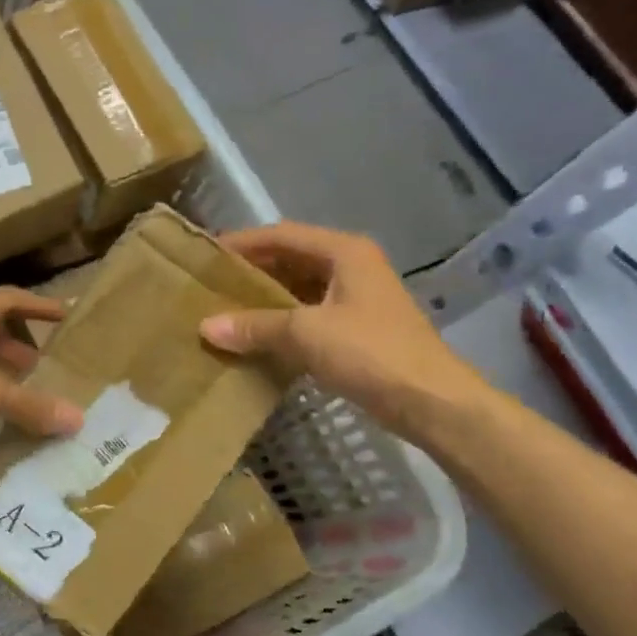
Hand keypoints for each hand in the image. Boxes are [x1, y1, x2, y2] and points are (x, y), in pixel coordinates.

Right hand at [199, 221, 487, 434]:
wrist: (430, 400)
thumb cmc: (370, 353)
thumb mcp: (306, 333)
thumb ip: (255, 326)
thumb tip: (206, 326)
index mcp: (344, 252)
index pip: (282, 235)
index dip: (243, 243)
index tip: (207, 255)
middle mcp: (352, 267)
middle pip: (291, 259)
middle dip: (252, 271)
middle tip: (210, 285)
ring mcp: (357, 299)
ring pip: (300, 290)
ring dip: (266, 299)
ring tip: (226, 311)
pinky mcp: (358, 330)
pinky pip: (309, 317)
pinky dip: (282, 324)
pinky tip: (256, 339)